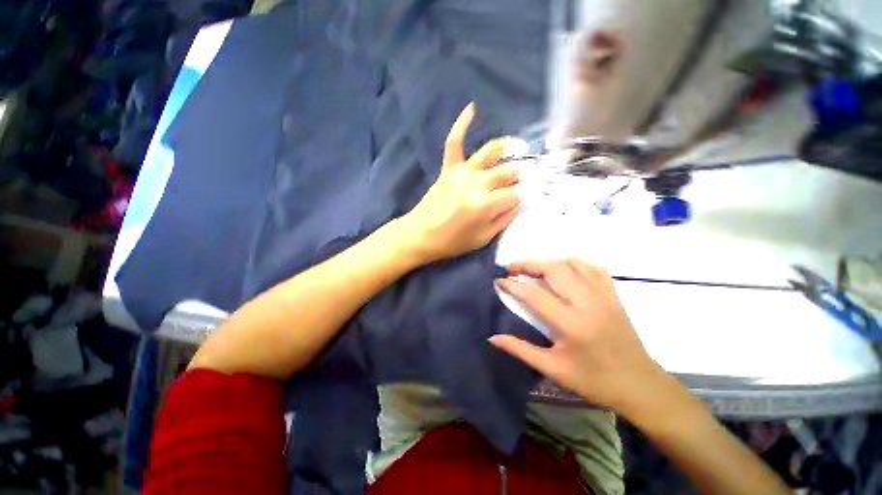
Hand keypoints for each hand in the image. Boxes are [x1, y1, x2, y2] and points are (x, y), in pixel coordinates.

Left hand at [399, 103, 520, 263]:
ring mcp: (462, 173)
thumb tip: (524, 202)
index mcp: (485, 205)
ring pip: (490, 152)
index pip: (516, 194)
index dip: (528, 193)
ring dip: (508, 147)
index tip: (535, 192)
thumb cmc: (453, 242)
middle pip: (508, 172)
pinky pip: (454, 142)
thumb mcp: (483, 238)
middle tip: (531, 175)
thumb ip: (505, 219)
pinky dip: (461, 124)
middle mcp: (476, 184)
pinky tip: (472, 108)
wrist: (420, 235)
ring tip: (520, 147)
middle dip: (523, 173)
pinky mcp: (448, 169)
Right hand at [490, 259, 672, 418]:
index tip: (498, 280)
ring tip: (534, 268)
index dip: (512, 284)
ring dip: (548, 261)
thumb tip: (492, 337)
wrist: (640, 385)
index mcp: (570, 324)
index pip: (533, 294)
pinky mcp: (613, 294)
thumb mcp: (553, 369)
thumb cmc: (594, 381)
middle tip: (513, 268)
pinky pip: (592, 267)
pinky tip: (563, 268)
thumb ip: (520, 350)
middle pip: (553, 269)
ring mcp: (603, 295)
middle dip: (528, 264)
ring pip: (572, 263)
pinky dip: (573, 262)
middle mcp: (587, 303)